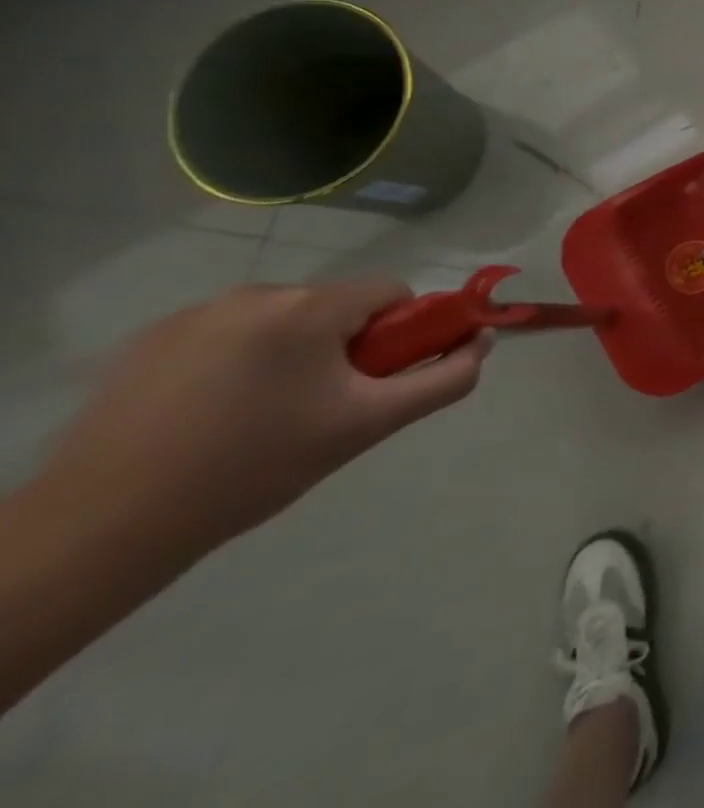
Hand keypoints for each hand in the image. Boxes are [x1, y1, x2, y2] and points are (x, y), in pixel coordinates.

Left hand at [37, 279, 489, 561]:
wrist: (103, 529)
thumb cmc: (254, 470)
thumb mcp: (367, 426)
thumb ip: (443, 379)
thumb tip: (482, 340)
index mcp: (307, 307)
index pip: (391, 294)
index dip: (400, 335)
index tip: (374, 382)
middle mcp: (254, 293)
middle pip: (337, 306)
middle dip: (345, 348)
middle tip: (321, 408)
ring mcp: (195, 313)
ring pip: (284, 320)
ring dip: (294, 354)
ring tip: (261, 417)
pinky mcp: (149, 339)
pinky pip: (230, 333)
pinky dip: (240, 362)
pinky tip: (212, 414)